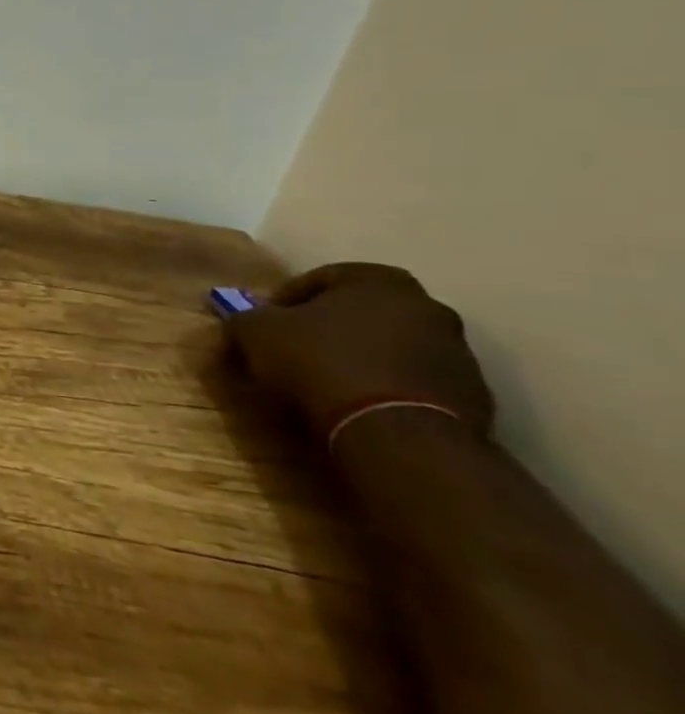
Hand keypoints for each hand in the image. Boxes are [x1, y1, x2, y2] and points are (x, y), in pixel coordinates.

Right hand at [224, 263, 494, 437]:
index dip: (285, 300)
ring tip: (326, 385)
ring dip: (361, 359)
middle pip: (362, 312)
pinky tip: (358, 409)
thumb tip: (240, 320)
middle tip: (296, 351)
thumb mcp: (257, 333)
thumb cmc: (322, 363)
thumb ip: (245, 318)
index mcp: (380, 280)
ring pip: (391, 348)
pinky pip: (414, 384)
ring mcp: (458, 354)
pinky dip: (386, 390)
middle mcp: (428, 307)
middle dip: (329, 329)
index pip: (321, 278)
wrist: (397, 435)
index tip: (265, 325)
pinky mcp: (473, 399)